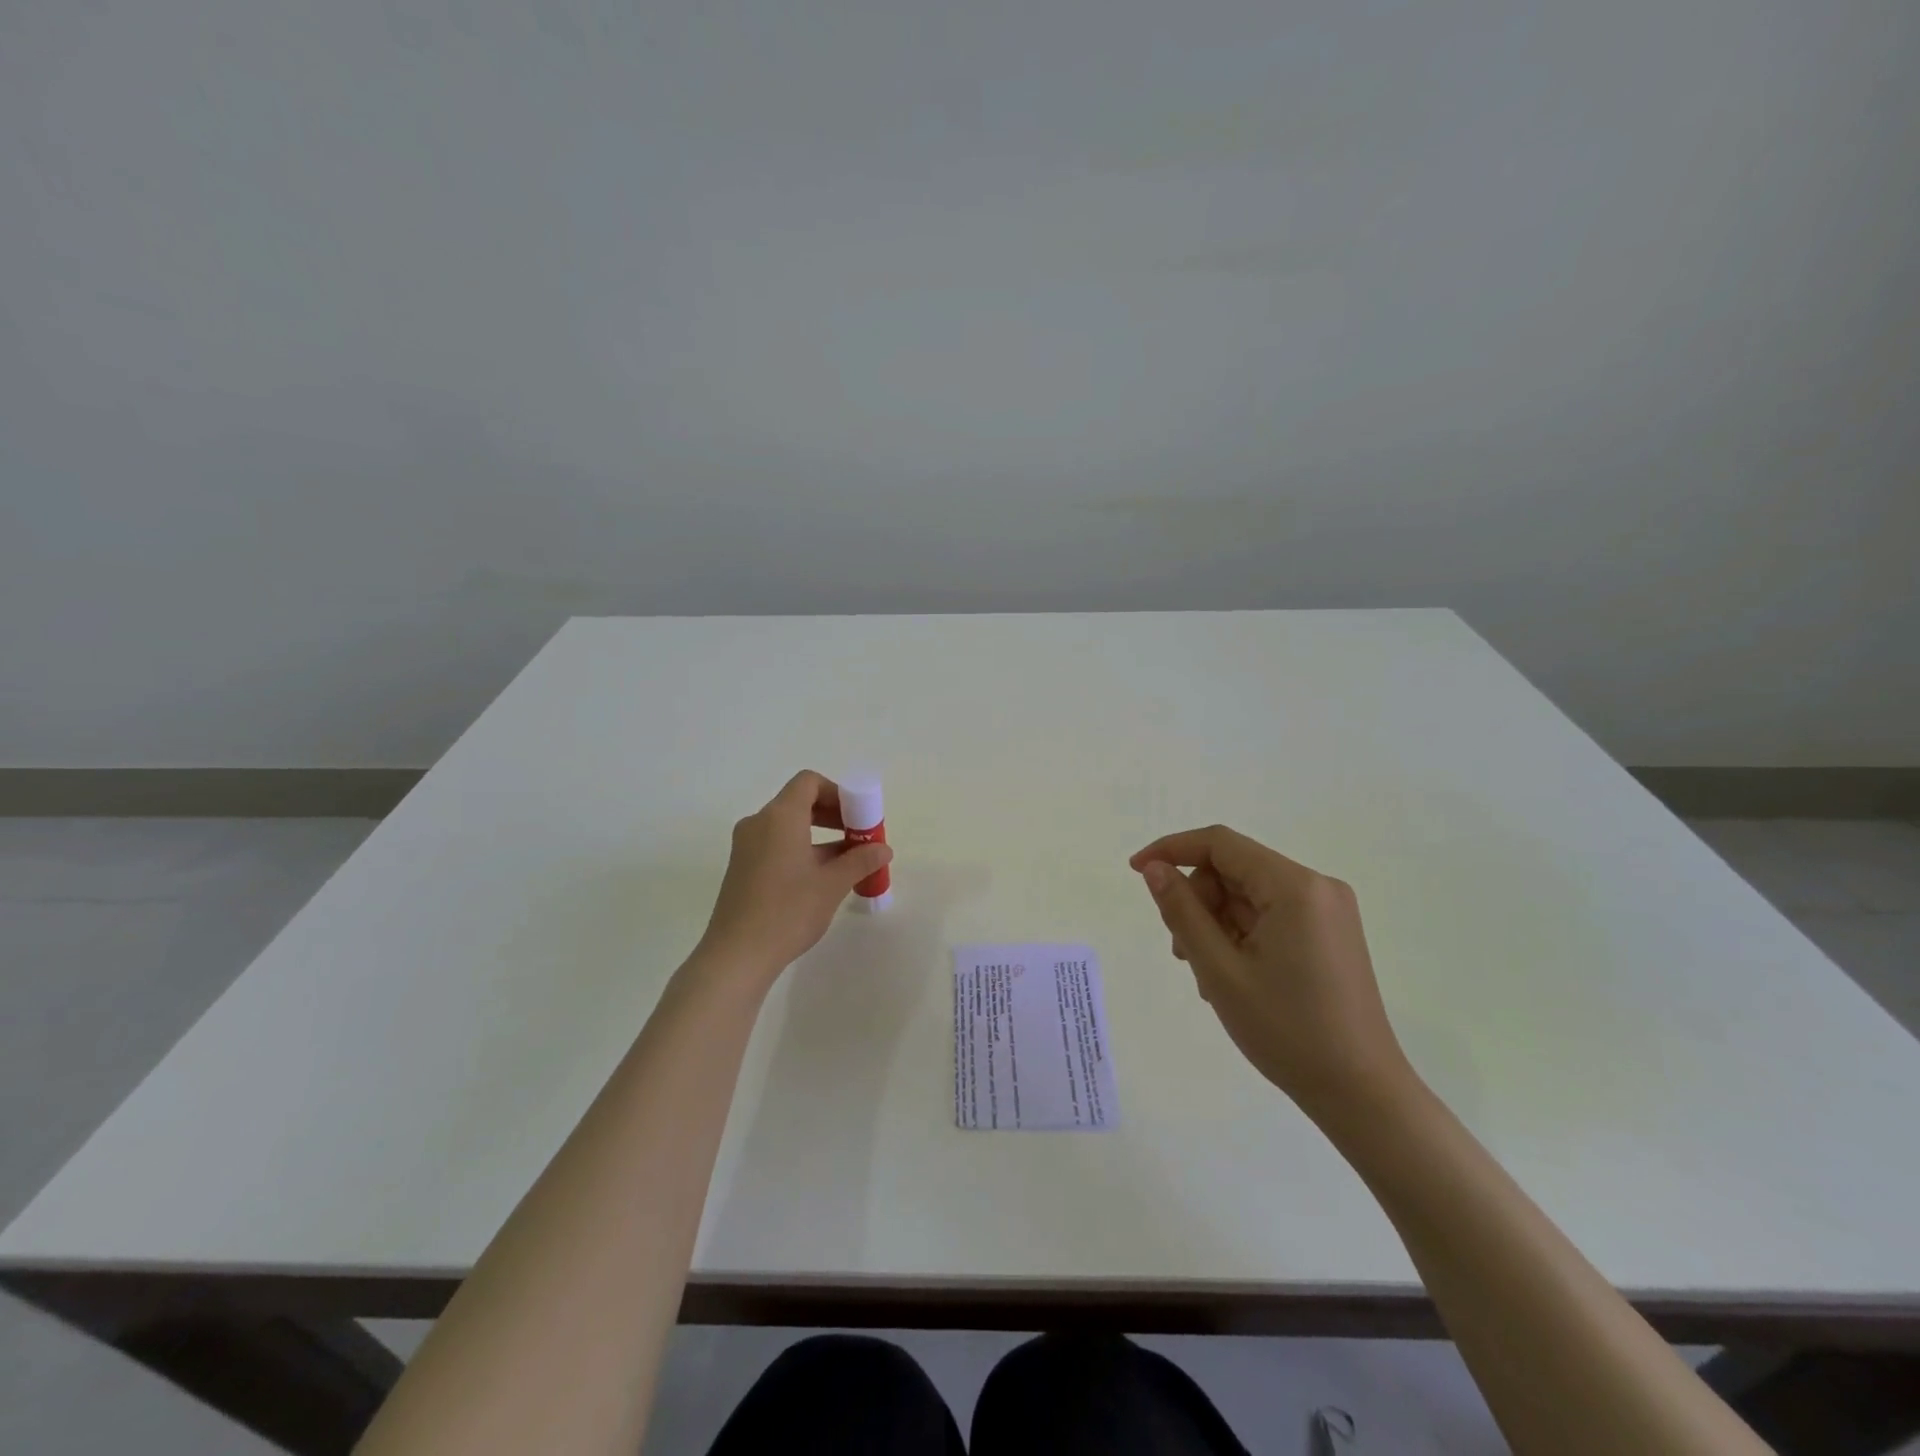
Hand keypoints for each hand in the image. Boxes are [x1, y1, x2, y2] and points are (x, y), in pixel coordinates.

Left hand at [698, 771, 892, 984]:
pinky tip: (821, 878)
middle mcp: (759, 823)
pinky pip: (776, 844)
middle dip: (833, 815)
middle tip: (858, 838)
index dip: (838, 793)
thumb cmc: (788, 911)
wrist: (737, 956)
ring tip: (847, 862)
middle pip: (799, 802)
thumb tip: (883, 849)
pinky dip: (801, 849)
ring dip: (820, 835)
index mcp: (780, 817)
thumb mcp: (832, 885)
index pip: (809, 782)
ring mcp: (747, 846)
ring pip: (788, 826)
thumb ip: (860, 860)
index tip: (858, 818)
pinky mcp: (742, 868)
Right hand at [1130, 825, 1410, 1119]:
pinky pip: (1270, 915)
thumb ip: (1182, 911)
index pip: (1220, 844)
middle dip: (1198, 900)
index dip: (1172, 849)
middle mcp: (1317, 887)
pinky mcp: (1330, 934)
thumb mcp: (1219, 970)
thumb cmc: (1287, 1031)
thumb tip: (1155, 868)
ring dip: (1215, 923)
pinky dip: (1240, 935)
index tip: (1136, 872)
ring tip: (1205, 975)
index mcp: (1295, 887)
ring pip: (1248, 895)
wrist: (1362, 1095)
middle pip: (1234, 870)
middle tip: (1179, 950)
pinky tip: (1230, 976)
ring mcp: (1328, 911)